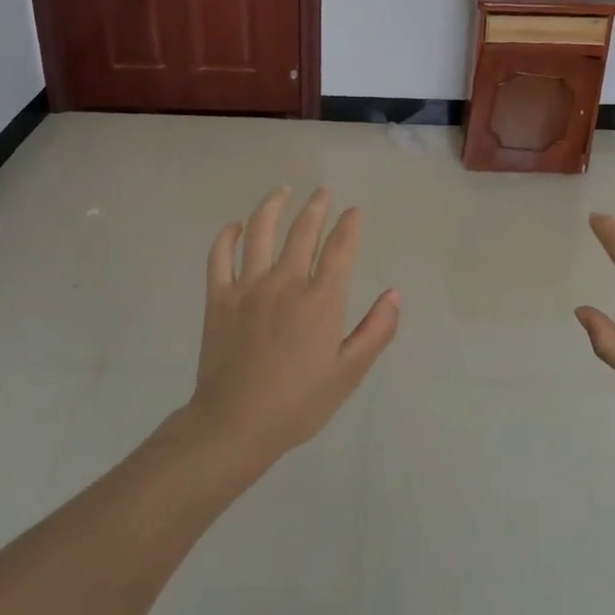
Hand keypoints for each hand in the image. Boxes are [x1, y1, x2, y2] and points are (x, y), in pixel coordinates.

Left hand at [187, 186, 400, 468]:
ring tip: (283, 190)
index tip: (354, 212)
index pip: (340, 248)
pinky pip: (220, 256)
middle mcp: (286, 282)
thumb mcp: (348, 373)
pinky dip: (227, 236)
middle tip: (323, 191)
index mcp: (321, 299)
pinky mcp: (219, 297)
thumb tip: (395, 294)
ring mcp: (248, 286)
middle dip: (316, 207)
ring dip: (273, 205)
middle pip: (303, 231)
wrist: (235, 424)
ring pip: (260, 231)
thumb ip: (376, 331)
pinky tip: (235, 225)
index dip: (349, 225)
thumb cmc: (299, 403)